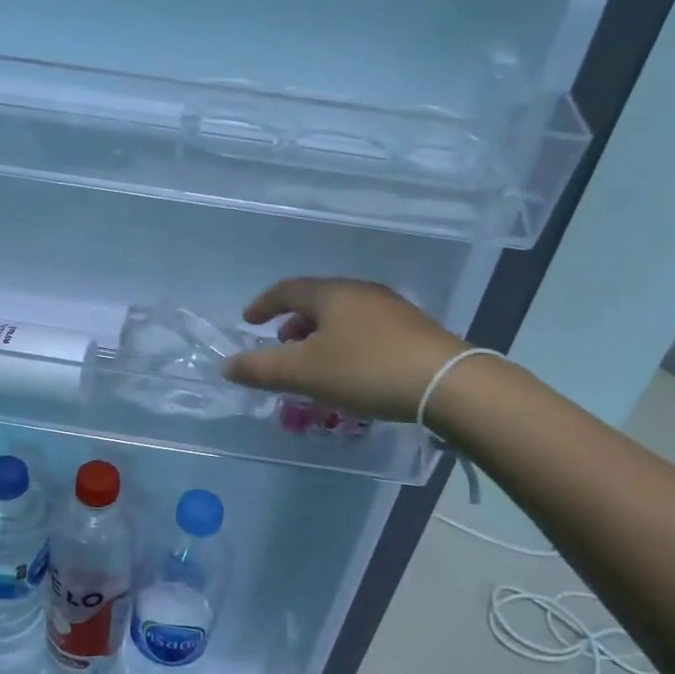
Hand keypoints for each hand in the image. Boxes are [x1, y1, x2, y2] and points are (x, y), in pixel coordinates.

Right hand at [223, 277, 465, 423]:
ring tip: (315, 363)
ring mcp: (392, 309)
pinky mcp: (414, 330)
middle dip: (293, 322)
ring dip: (320, 334)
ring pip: (344, 315)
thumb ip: (261, 369)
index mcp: (331, 294)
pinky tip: (352, 370)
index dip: (264, 304)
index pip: (287, 289)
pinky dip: (346, 342)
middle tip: (281, 345)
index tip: (249, 321)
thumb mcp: (304, 373)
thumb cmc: (366, 371)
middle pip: (317, 300)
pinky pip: (366, 329)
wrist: (447, 384)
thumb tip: (226, 366)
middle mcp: (361, 292)